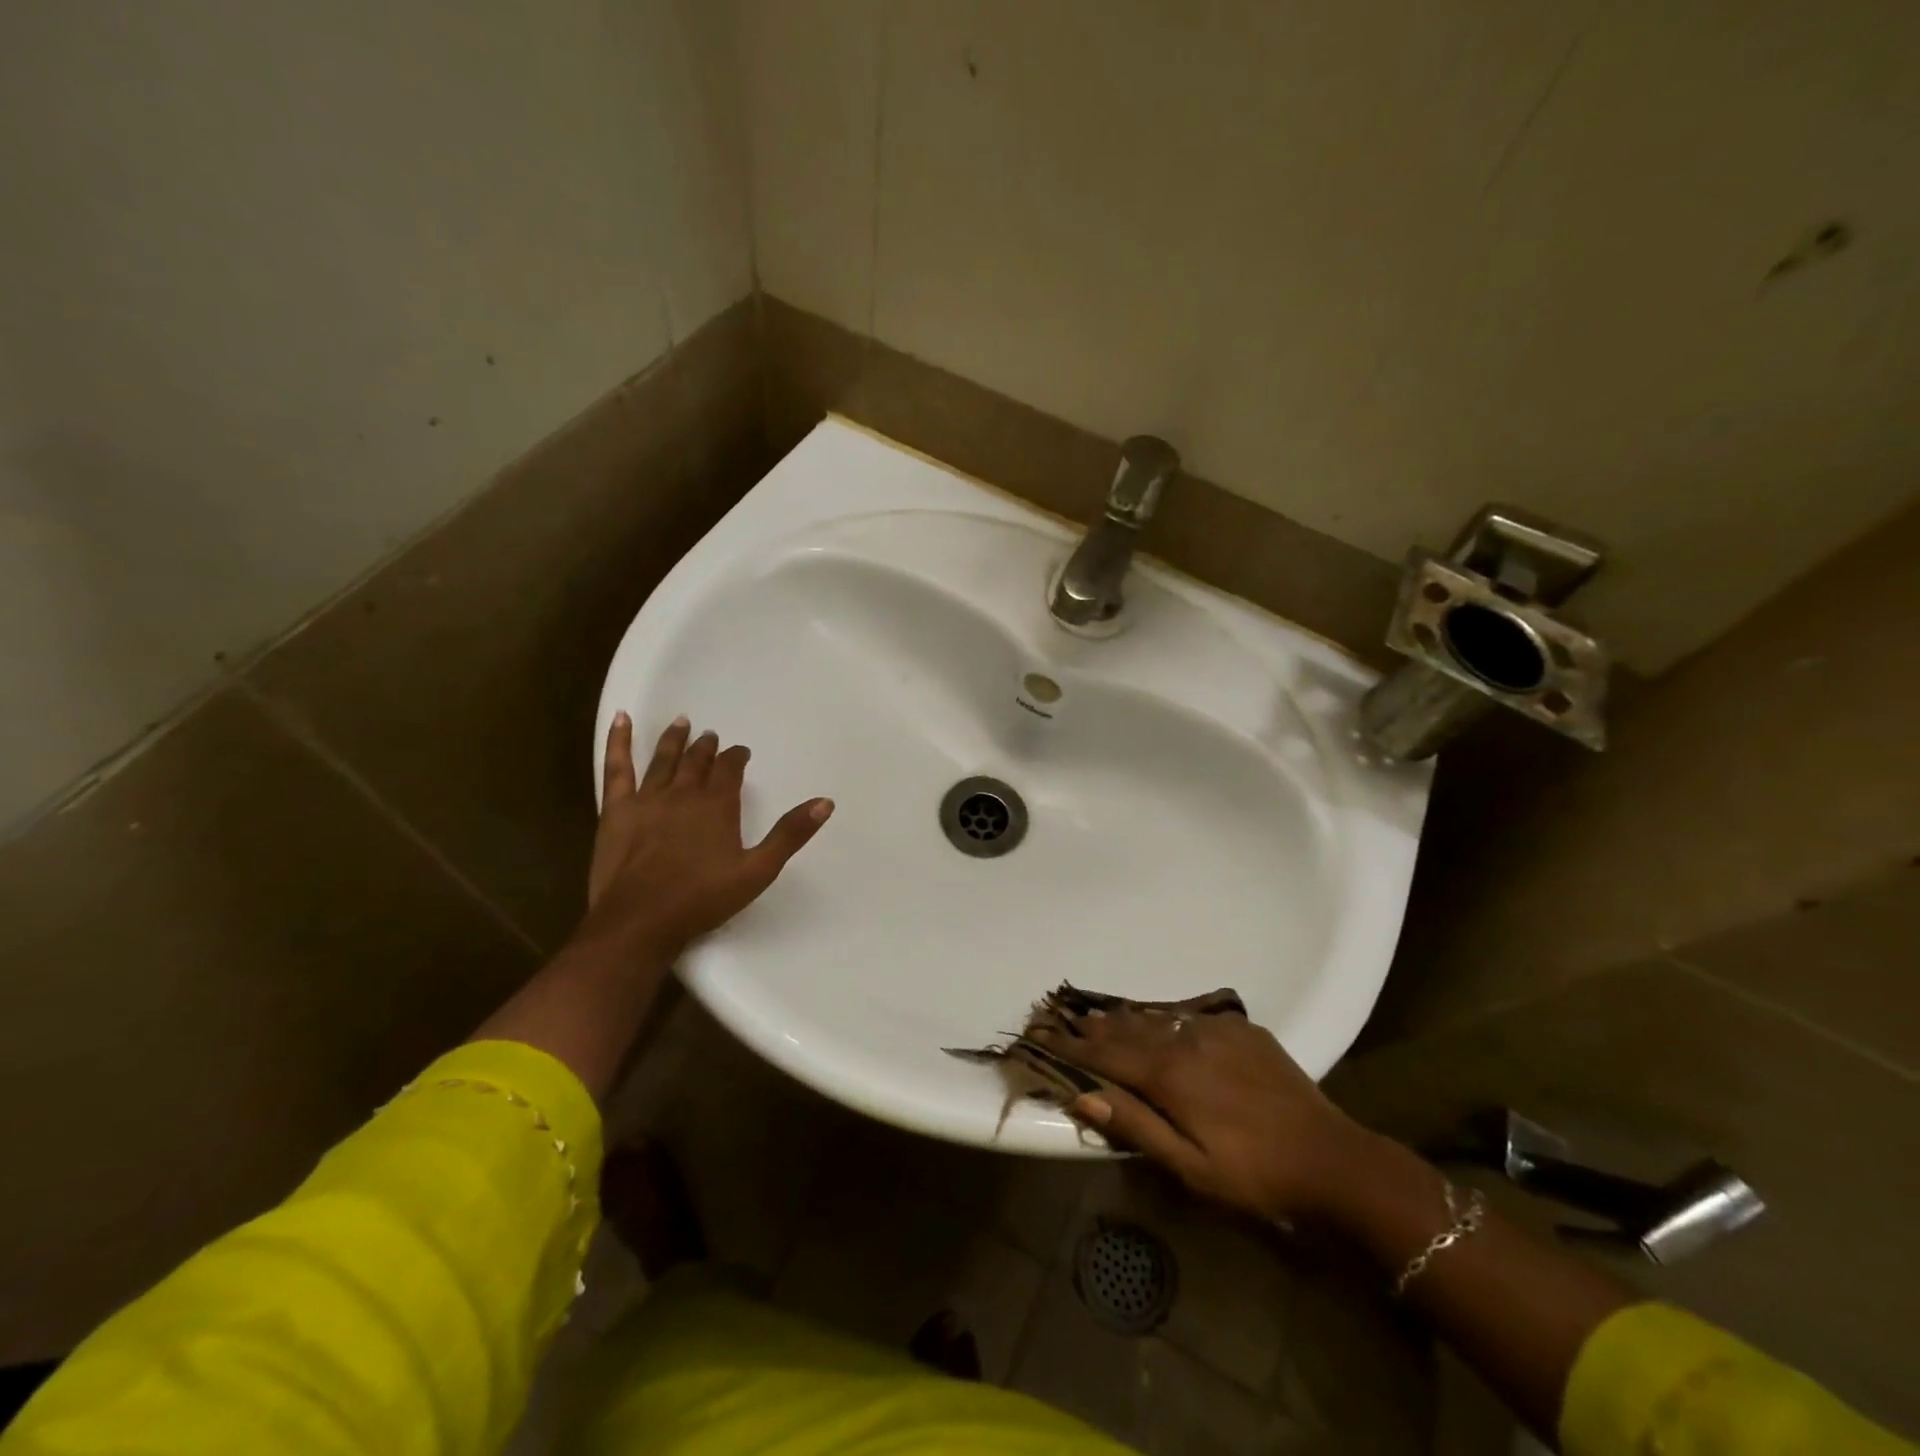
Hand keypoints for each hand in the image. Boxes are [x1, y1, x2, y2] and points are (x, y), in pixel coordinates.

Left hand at [579, 713, 832, 957]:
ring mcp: (647, 798)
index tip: (742, 753)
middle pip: (698, 761)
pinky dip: (618, 741)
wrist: (640, 920)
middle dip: (707, 747)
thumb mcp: (758, 870)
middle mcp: (684, 792)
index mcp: (718, 804)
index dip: (737, 757)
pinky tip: (620, 719)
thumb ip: (790, 834)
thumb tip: (825, 802)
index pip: (731, 769)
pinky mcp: (616, 809)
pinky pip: (617, 768)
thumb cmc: (702, 898)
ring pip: (664, 759)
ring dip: (674, 739)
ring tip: (682, 722)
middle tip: (711, 736)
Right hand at [1029, 1006, 1366, 1221]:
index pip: (1106, 1056)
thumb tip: (1083, 1095)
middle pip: (1128, 1030)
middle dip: (1093, 1027)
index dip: (1071, 1048)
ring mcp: (1216, 1030)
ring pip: (1157, 1017)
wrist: (1333, 1159)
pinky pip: (1189, 1015)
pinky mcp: (1241, 1028)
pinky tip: (1157, 1018)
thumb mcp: (1191, 1168)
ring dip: (1125, 1018)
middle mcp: (1186, 1040)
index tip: (1039, 1036)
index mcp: (1170, 1076)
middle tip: (1062, 1017)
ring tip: (1099, 1014)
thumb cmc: (1255, 1176)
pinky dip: (1163, 1017)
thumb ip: (1137, 1126)